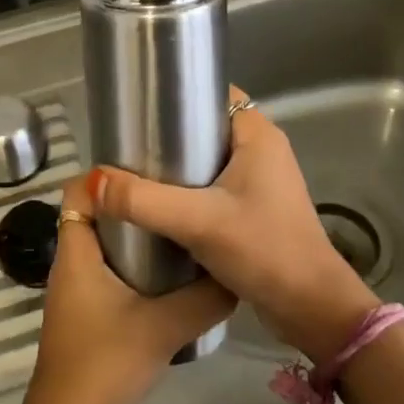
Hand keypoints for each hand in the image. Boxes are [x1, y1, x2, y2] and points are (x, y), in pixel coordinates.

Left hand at [20, 177, 234, 403]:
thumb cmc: (105, 362)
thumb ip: (204, 299)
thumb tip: (237, 273)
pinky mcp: (85, 306)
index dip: (106, 171)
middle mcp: (71, 259)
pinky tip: (168, 269)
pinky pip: (106, 265)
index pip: (79, 189)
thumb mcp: (164, 326)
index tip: (148, 162)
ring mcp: (76, 285)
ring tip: (177, 220)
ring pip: (102, 240)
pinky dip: (131, 259)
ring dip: (133, 230)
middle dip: (130, 198)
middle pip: (94, 211)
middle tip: (174, 189)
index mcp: (77, 250)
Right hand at [89, 85, 378, 362]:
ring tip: (135, 174)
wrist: (311, 309)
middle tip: (127, 147)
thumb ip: (143, 201)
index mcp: (258, 134)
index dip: (177, 96)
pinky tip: (161, 205)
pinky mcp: (257, 208)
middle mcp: (262, 149)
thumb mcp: (198, 222)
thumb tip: (92, 182)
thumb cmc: (263, 250)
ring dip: (178, 167)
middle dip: (169, 135)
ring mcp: (262, 180)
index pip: (212, 94)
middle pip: (206, 126)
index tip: (138, 109)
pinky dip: (190, 190)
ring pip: (209, 159)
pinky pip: (215, 185)